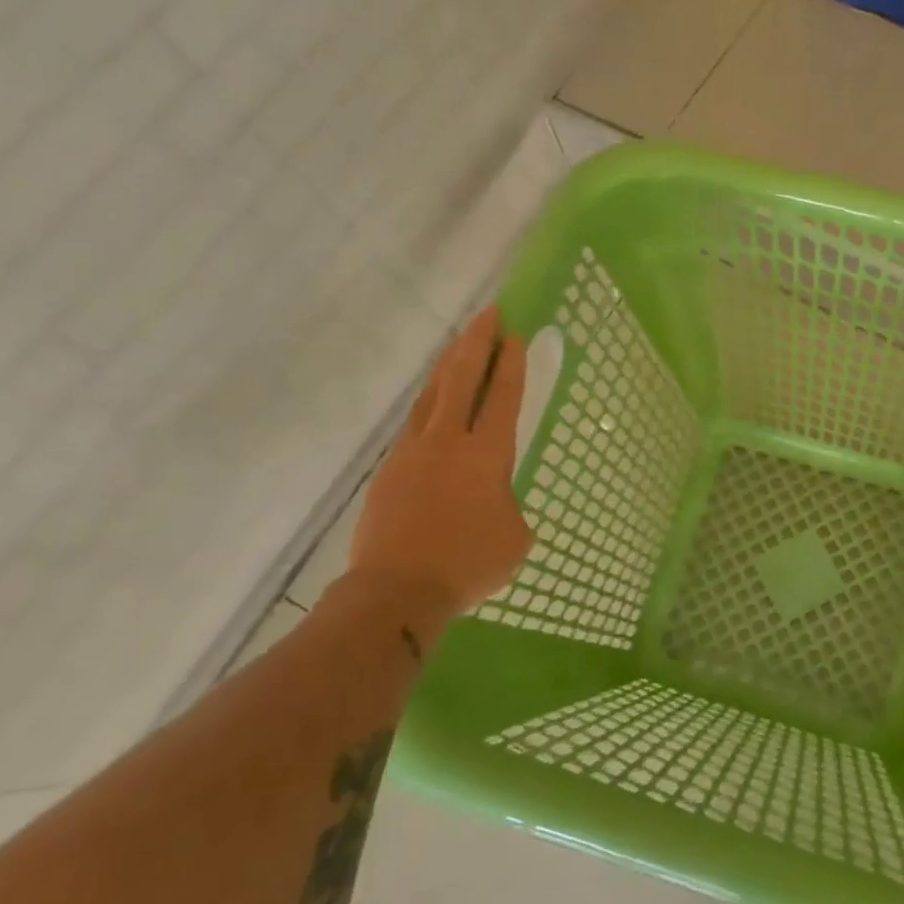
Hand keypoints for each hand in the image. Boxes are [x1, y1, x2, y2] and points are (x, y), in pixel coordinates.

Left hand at [347, 307, 533, 617]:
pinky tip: (430, 403)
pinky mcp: (388, 470)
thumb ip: (510, 508)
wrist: (397, 590)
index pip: (502, 397)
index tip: (514, 334)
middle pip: (461, 379)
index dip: (510, 364)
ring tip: (458, 344)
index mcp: (486, 455)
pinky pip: (412, 425)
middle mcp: (448, 442)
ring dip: (447, 365)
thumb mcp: (515, 538)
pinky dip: (427, 404)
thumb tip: (497, 505)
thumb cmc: (468, 563)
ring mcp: (412, 453)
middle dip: (476, 342)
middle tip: (488, 314)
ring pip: (431, 395)